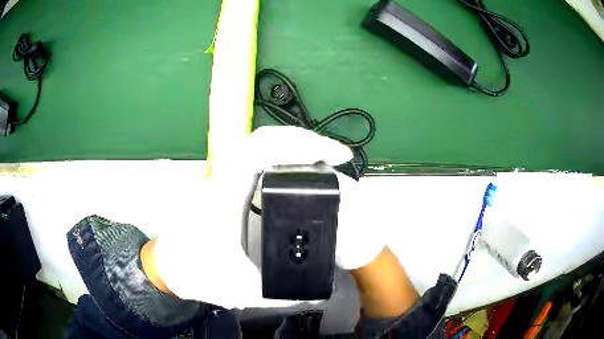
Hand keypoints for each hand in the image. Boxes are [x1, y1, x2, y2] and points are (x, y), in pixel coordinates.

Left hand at [153, 126, 384, 308]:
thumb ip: (280, 295)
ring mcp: (224, 178)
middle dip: (304, 139)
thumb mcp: (239, 290)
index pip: (258, 151)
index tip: (333, 154)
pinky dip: (281, 154)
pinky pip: (255, 157)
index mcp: (223, 197)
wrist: (170, 266)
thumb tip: (317, 294)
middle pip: (263, 138)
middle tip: (336, 154)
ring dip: (293, 143)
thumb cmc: (196, 274)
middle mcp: (223, 179)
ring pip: (258, 143)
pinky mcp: (227, 184)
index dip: (298, 145)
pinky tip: (298, 166)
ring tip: (324, 156)